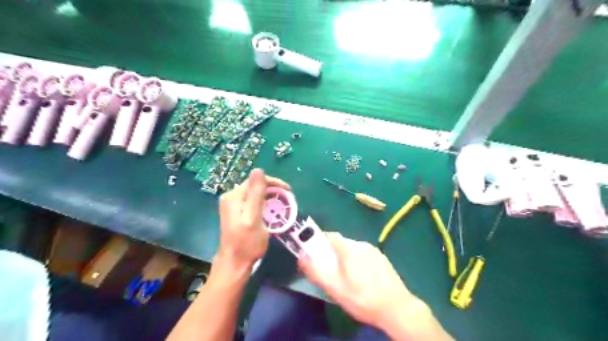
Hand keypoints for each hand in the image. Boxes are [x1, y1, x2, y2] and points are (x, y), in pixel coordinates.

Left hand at [219, 168, 288, 268]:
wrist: (234, 264)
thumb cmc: (247, 243)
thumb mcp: (254, 218)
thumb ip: (256, 194)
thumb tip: (258, 169)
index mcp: (234, 196)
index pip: (256, 180)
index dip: (274, 183)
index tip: (288, 191)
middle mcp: (230, 197)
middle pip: (255, 186)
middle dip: (272, 190)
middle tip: (287, 199)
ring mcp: (232, 205)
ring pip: (254, 194)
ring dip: (269, 197)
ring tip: (281, 205)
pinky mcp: (235, 213)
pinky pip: (251, 202)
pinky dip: (263, 204)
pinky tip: (270, 211)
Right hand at [300, 233, 425, 331]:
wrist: (397, 309)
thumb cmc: (362, 298)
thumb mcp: (335, 288)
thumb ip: (316, 271)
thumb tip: (302, 256)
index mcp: (349, 248)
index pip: (330, 235)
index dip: (320, 242)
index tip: (316, 255)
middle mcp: (362, 244)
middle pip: (341, 243)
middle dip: (333, 254)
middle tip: (332, 273)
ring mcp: (374, 251)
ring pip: (353, 249)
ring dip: (346, 259)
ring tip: (348, 279)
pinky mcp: (382, 259)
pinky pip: (364, 255)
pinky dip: (359, 262)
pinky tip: (363, 280)